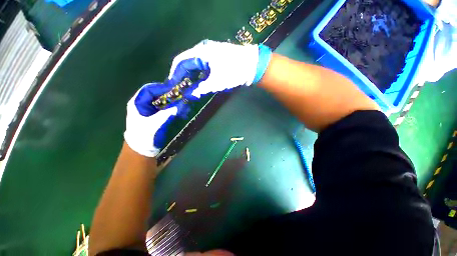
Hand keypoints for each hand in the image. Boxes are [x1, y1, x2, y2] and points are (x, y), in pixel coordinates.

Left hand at [124, 82, 183, 156]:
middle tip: (181, 95)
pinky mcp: (154, 116)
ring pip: (161, 101)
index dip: (162, 88)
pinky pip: (164, 108)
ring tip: (182, 102)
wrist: (141, 150)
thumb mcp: (156, 124)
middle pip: (156, 95)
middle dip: (169, 95)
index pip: (149, 90)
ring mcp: (148, 111)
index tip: (175, 90)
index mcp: (137, 103)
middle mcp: (142, 104)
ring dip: (171, 102)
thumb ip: (168, 113)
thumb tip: (182, 104)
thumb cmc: (145, 136)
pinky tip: (179, 110)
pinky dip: (172, 108)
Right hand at [168, 40, 271, 97]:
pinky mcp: (215, 58)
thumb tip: (190, 95)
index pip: (181, 62)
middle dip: (182, 76)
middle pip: (186, 63)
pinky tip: (198, 82)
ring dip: (190, 76)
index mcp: (200, 53)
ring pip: (194, 64)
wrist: (252, 65)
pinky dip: (198, 74)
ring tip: (187, 87)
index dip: (175, 75)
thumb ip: (201, 88)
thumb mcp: (217, 82)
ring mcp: (209, 52)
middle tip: (179, 88)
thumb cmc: (234, 72)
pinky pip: (202, 65)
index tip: (172, 86)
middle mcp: (202, 50)